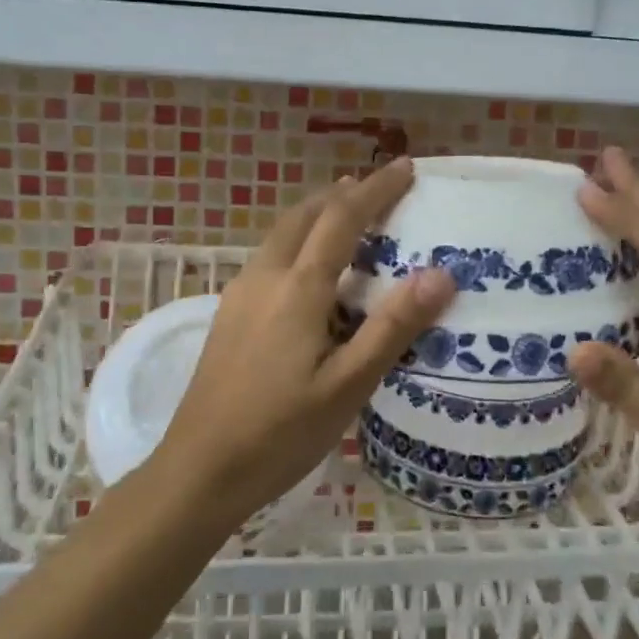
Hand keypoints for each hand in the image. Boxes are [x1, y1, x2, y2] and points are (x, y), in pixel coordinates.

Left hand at [153, 159, 455, 529]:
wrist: (198, 471)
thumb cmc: (279, 433)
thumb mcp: (347, 386)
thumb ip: (392, 328)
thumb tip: (440, 274)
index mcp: (297, 287)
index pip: (342, 218)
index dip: (376, 189)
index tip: (406, 167)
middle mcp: (264, 277)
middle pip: (305, 214)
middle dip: (344, 194)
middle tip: (380, 188)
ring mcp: (240, 294)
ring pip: (283, 233)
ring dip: (318, 214)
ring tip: (349, 217)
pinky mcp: (230, 314)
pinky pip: (271, 256)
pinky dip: (300, 240)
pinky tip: (311, 270)